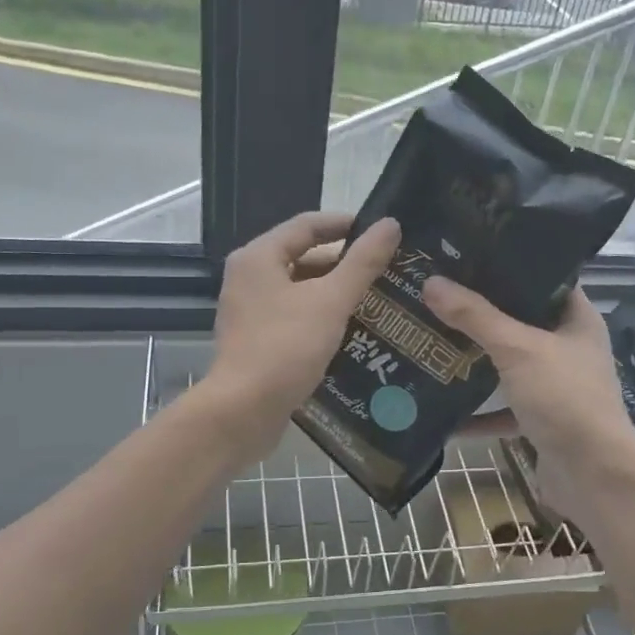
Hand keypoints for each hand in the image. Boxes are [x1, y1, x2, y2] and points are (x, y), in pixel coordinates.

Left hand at [204, 211, 400, 453]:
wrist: (243, 411)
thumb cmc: (286, 347)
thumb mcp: (331, 301)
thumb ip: (362, 263)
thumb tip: (390, 225)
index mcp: (259, 257)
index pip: (307, 225)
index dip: (345, 224)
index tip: (380, 231)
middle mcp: (248, 278)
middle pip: (302, 257)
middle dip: (344, 262)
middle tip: (385, 269)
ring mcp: (249, 311)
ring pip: (300, 290)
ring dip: (334, 292)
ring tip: (377, 299)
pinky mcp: (256, 340)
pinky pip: (294, 317)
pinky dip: (321, 317)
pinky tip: (352, 330)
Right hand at [424, 277, 634, 492]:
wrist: (594, 476)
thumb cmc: (565, 398)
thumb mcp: (518, 349)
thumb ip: (475, 317)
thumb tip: (431, 282)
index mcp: (576, 320)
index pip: (544, 280)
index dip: (509, 265)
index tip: (467, 255)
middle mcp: (568, 349)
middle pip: (520, 322)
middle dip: (480, 314)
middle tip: (436, 295)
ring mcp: (555, 387)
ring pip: (508, 366)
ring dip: (474, 362)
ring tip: (431, 342)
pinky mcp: (541, 421)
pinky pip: (502, 409)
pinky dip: (476, 413)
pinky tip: (441, 411)